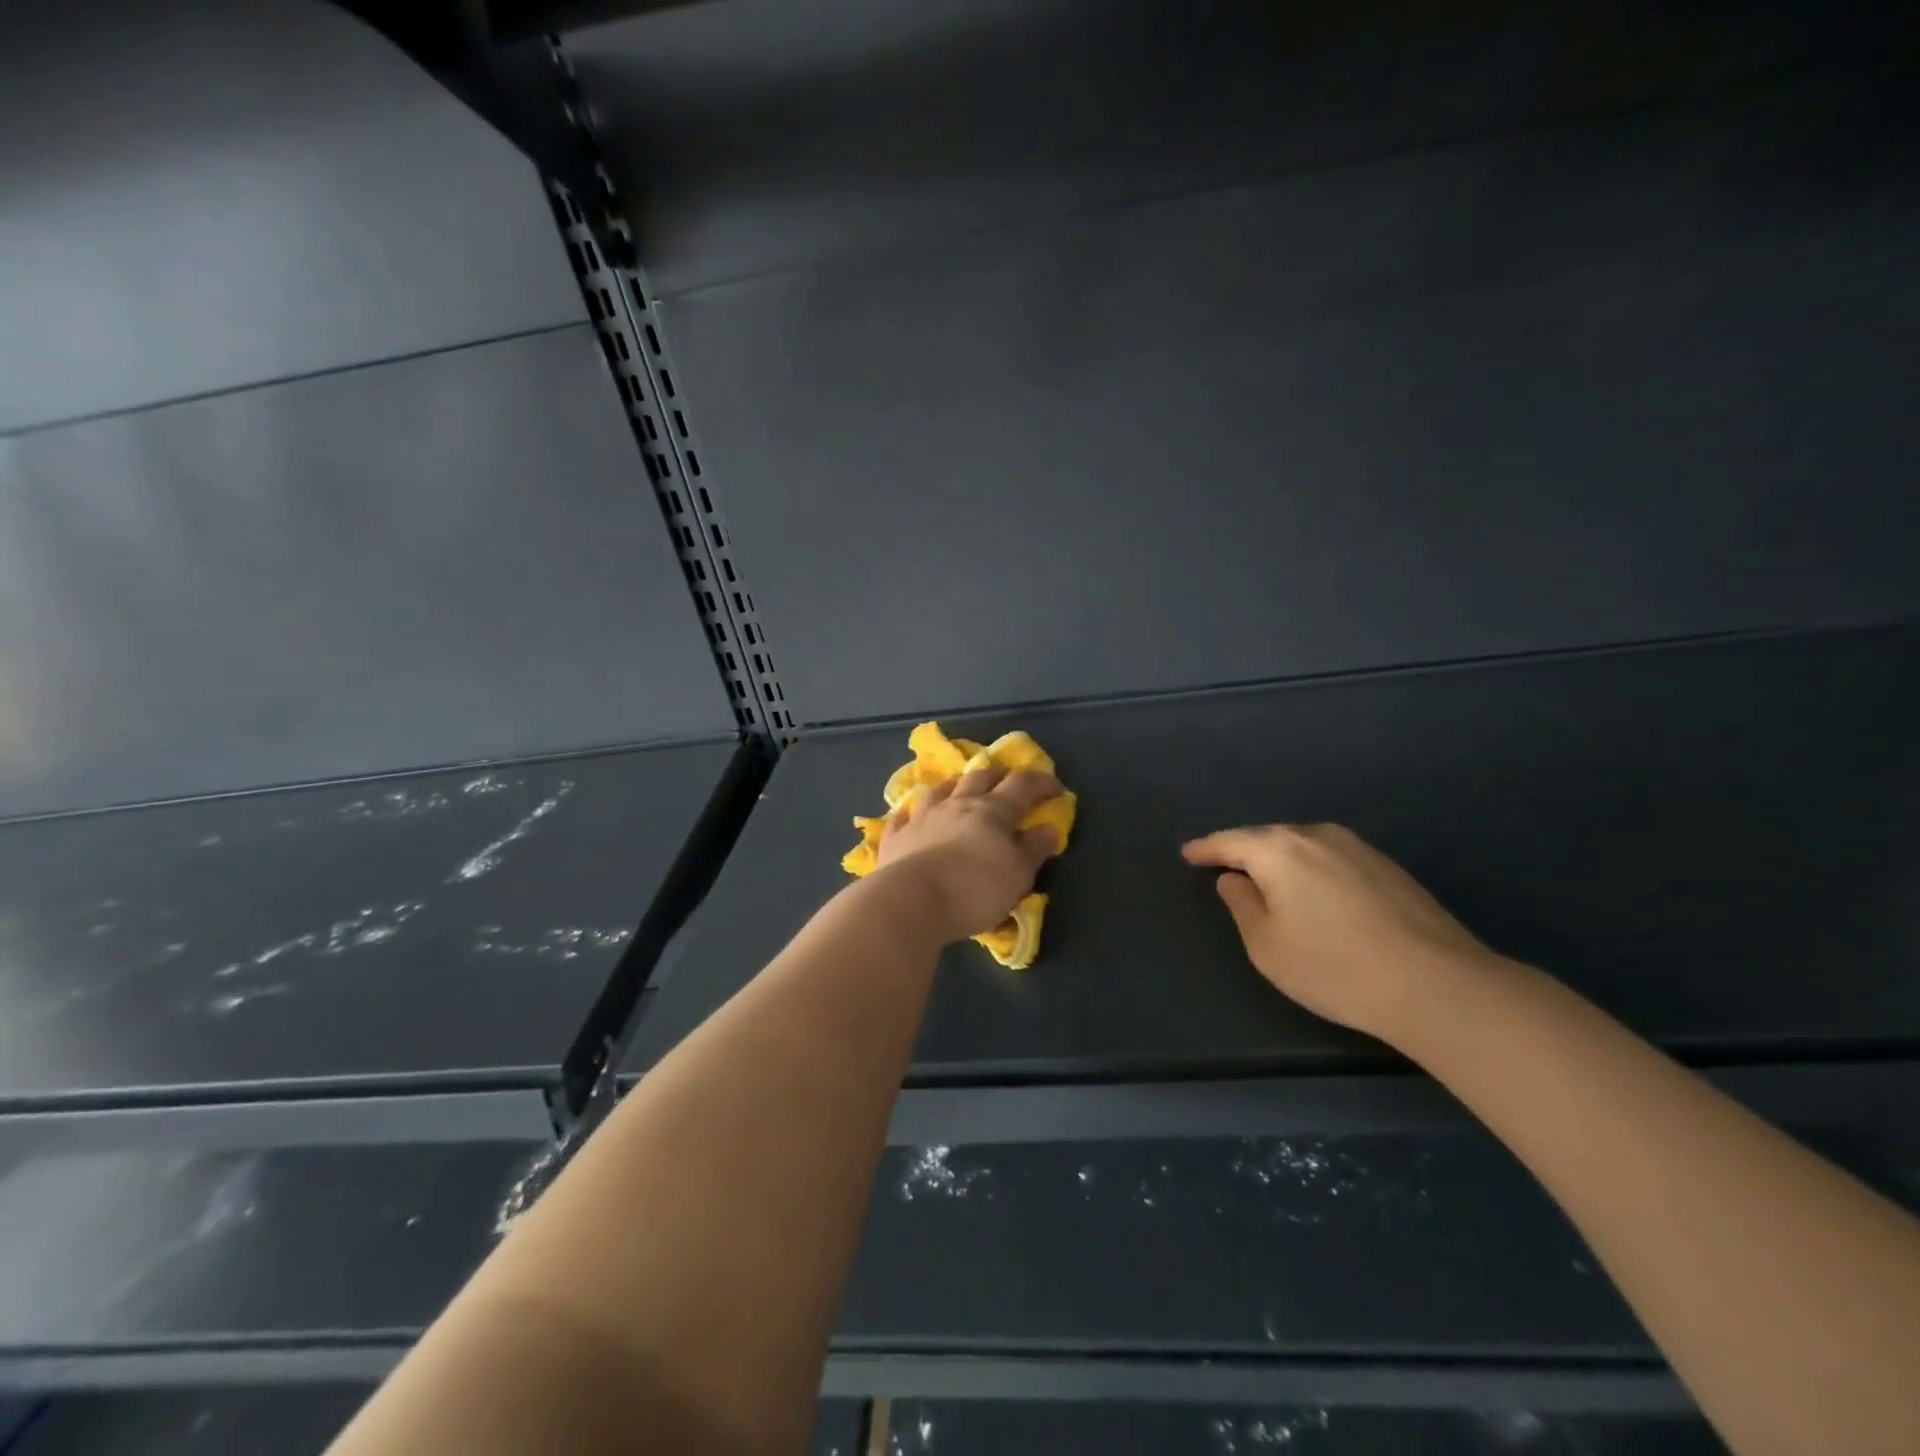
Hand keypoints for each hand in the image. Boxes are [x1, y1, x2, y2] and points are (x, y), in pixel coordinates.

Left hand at [876, 766, 1061, 942]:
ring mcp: (923, 816)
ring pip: (941, 789)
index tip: (1056, 788)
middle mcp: (957, 804)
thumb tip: (1048, 828)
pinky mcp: (897, 836)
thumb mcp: (1018, 876)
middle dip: (998, 774)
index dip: (1041, 782)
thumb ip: (1033, 850)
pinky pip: (903, 816)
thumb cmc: (974, 890)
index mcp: (993, 811)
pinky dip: (911, 812)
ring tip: (961, 787)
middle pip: (980, 777)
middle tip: (1008, 779)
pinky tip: (910, 814)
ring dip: (955, 784)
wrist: (911, 901)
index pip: (1022, 785)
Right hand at [1181, 823, 1497, 1041]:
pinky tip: (1314, 891)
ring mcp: (1358, 848)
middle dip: (1243, 850)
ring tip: (1267, 878)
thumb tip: (1234, 878)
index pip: (1230, 841)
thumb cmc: (1334, 966)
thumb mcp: (1267, 945)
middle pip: (1267, 837)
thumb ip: (1242, 904)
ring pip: (1302, 844)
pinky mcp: (1388, 867)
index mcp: (1279, 849)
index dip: (1205, 848)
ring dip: (1279, 858)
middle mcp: (1317, 835)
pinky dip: (1311, 868)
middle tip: (1224, 866)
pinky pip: (1331, 857)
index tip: (1187, 853)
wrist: (1437, 984)